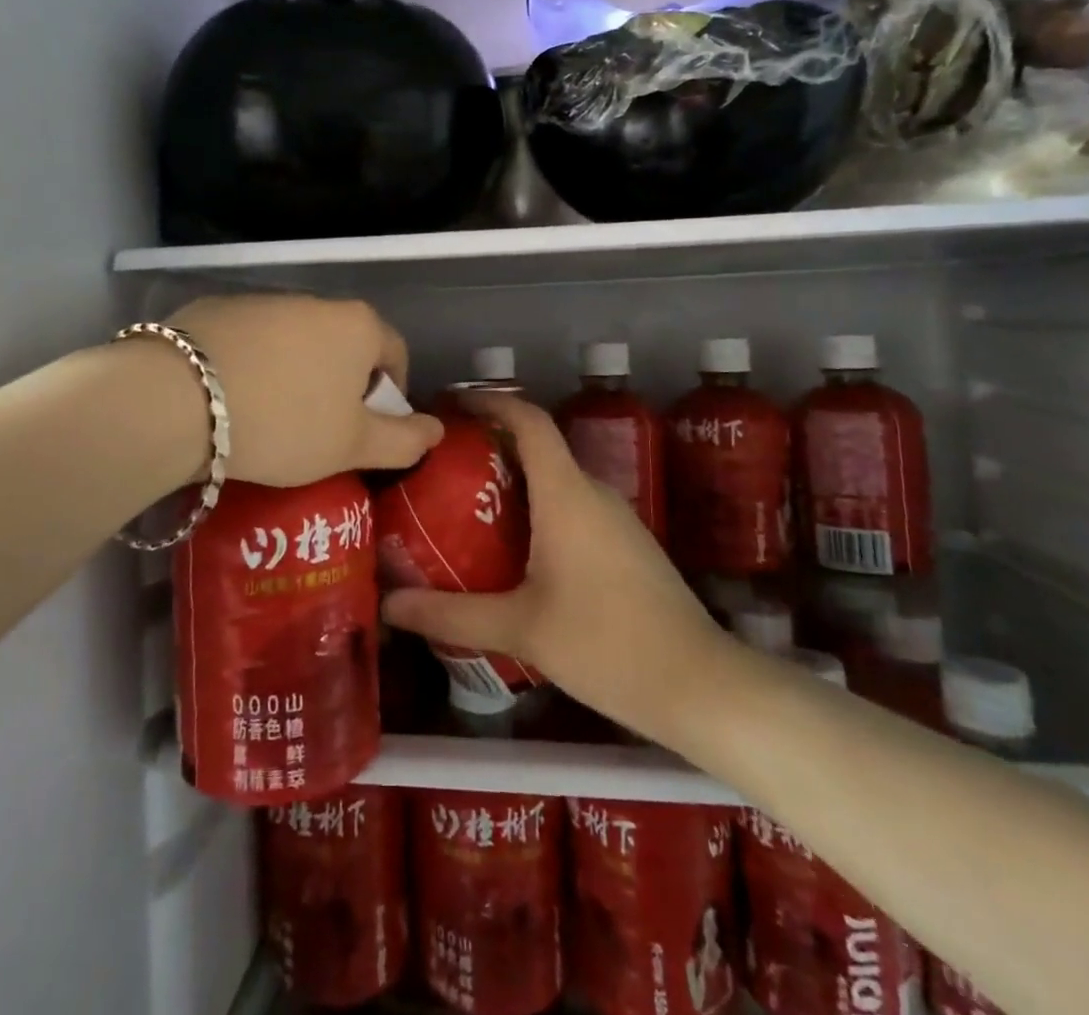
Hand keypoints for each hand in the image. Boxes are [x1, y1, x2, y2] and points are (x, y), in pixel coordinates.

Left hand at [167, 295, 444, 487]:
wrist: (177, 400)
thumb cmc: (283, 424)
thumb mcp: (352, 445)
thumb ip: (404, 441)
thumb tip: (437, 431)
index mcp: (357, 325)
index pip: (395, 354)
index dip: (389, 396)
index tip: (365, 430)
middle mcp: (314, 301)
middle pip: (343, 344)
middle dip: (339, 385)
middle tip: (318, 431)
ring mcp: (261, 300)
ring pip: (294, 342)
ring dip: (293, 374)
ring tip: (268, 419)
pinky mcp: (214, 309)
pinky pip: (249, 341)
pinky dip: (250, 365)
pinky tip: (228, 400)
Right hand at [381, 390, 725, 745]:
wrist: (699, 686)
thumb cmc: (605, 644)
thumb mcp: (519, 628)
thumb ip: (450, 614)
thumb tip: (389, 604)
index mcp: (566, 493)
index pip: (529, 421)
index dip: (491, 401)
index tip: (452, 403)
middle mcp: (593, 493)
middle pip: (538, 448)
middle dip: (490, 447)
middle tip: (441, 467)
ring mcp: (616, 519)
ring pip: (556, 481)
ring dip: (514, 483)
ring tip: (466, 508)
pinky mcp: (627, 546)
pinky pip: (573, 508)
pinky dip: (538, 511)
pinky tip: (514, 552)